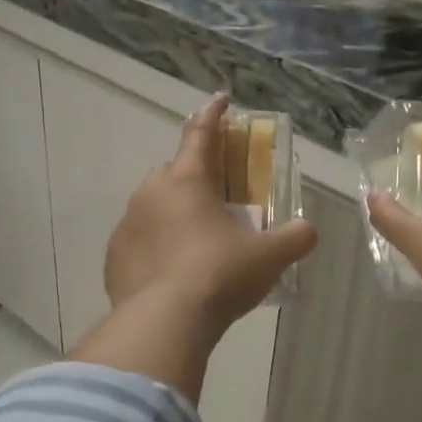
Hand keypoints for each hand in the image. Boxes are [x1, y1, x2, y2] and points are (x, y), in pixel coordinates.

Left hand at [105, 95, 317, 334]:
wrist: (165, 322)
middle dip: (194, 175)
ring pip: (152, 205)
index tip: (220, 100)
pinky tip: (171, 269)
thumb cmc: (219, 276)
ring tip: (195, 240)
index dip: (213, 115)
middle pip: (174, 171)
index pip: (201, 134)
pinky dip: (155, 244)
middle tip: (216, 198)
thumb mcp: (268, 257)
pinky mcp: (114, 256)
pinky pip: (138, 239)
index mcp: (187, 180)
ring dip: (173, 212)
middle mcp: (150, 193)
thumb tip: (308, 230)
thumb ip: (294, 238)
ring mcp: (127, 224)